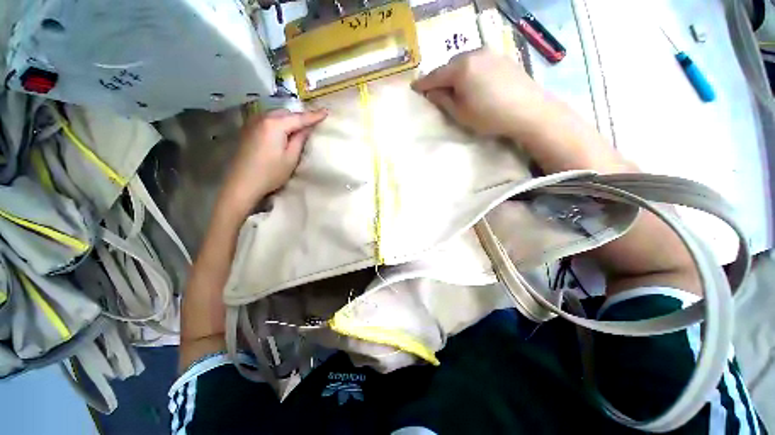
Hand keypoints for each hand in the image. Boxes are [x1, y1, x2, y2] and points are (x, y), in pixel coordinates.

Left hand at [218, 108, 326, 216]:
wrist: (243, 183)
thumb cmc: (271, 173)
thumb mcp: (291, 158)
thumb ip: (300, 139)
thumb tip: (307, 127)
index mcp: (275, 125)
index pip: (299, 118)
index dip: (314, 116)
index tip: (326, 111)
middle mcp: (262, 118)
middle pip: (286, 113)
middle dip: (299, 117)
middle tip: (312, 124)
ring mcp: (252, 123)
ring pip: (276, 115)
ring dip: (288, 119)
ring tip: (299, 127)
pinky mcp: (248, 129)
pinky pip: (267, 120)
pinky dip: (278, 122)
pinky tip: (282, 131)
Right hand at [411, 49, 548, 137]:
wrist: (528, 110)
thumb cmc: (488, 116)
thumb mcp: (460, 113)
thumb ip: (443, 100)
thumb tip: (431, 92)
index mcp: (460, 68)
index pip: (435, 75)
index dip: (423, 83)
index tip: (414, 88)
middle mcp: (474, 54)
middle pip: (449, 66)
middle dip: (440, 78)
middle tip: (434, 91)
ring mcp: (490, 54)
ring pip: (464, 63)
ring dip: (455, 74)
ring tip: (454, 88)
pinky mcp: (502, 58)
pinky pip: (478, 63)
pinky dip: (470, 72)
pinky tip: (473, 83)